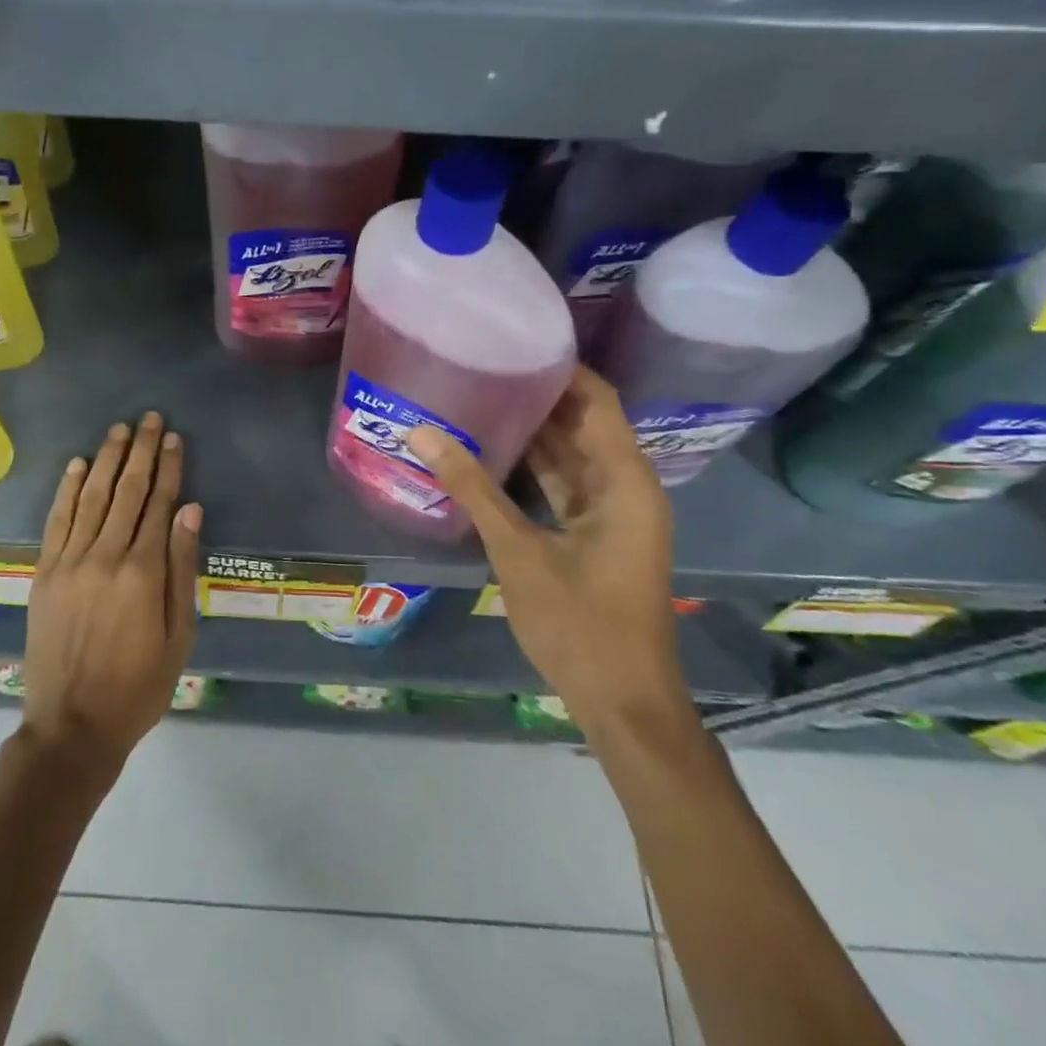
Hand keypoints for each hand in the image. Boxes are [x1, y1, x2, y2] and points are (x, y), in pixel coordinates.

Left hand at [21, 412, 201, 777]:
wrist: (71, 727)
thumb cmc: (138, 686)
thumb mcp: (179, 634)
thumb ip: (183, 568)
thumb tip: (190, 510)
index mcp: (143, 572)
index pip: (159, 504)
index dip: (169, 468)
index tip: (174, 438)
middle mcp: (105, 555)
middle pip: (127, 491)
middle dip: (141, 451)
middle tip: (150, 419)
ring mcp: (69, 561)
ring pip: (92, 497)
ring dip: (107, 459)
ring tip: (120, 430)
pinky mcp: (45, 572)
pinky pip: (57, 520)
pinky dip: (68, 489)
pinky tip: (79, 465)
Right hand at [407, 369, 688, 735]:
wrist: (623, 704)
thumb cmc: (581, 624)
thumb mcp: (518, 551)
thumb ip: (471, 489)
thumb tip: (421, 434)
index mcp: (624, 481)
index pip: (596, 400)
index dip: (560, 367)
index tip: (512, 340)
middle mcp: (625, 486)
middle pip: (582, 422)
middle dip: (536, 394)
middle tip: (481, 364)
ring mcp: (611, 512)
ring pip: (570, 454)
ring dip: (531, 430)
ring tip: (477, 394)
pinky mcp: (594, 534)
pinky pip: (562, 484)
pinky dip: (531, 466)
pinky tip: (488, 450)